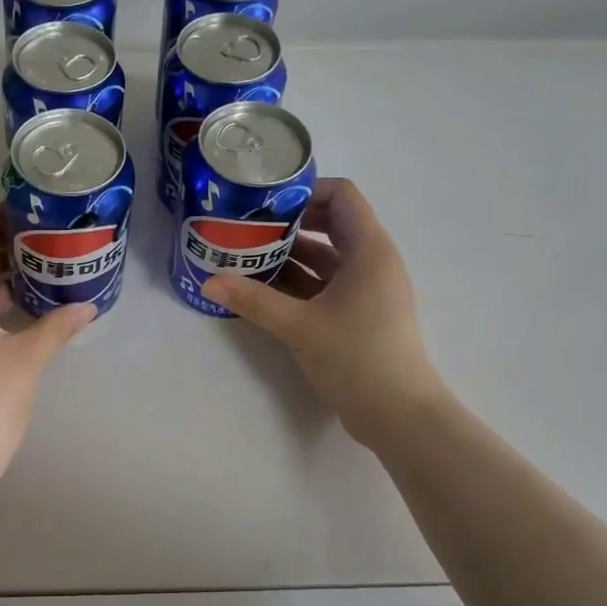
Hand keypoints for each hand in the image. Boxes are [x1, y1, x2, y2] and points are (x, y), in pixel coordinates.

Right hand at [203, 178, 443, 446]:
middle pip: (329, 225)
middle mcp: (371, 262)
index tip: (266, 204)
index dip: (305, 192)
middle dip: (287, 225)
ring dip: (288, 257)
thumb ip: (253, 300)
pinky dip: (296, 283)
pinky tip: (262, 291)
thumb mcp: (299, 326)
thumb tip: (209, 282)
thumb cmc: (356, 356)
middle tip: (246, 230)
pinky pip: (324, 285)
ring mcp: (365, 290)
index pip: (342, 196)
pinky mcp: (357, 315)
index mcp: (369, 250)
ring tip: (245, 259)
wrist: (397, 413)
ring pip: (324, 258)